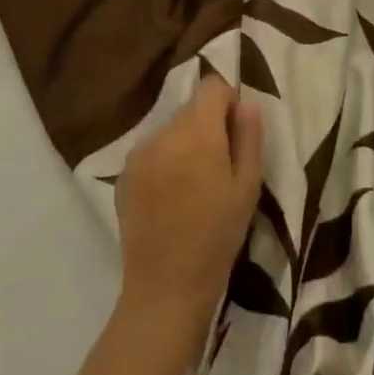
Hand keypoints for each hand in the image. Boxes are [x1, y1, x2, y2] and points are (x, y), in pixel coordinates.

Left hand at [115, 73, 263, 343]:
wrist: (166, 288)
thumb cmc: (218, 236)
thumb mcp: (248, 186)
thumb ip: (249, 137)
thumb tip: (246, 104)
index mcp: (198, 132)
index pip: (212, 86)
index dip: (227, 102)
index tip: (234, 134)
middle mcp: (164, 133)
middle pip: (191, 109)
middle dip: (207, 126)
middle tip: (218, 166)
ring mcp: (140, 153)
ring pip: (171, 130)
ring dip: (184, 144)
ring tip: (192, 186)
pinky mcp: (124, 174)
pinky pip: (152, 151)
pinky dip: (164, 162)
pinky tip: (170, 198)